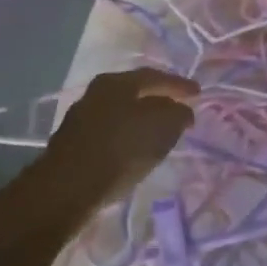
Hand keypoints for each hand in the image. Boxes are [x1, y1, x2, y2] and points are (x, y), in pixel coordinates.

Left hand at [44, 67, 198, 208]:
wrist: (67, 188)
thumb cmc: (120, 150)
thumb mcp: (162, 128)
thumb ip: (178, 114)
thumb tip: (182, 110)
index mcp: (117, 82)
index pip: (156, 77)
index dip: (180, 85)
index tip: (198, 93)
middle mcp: (96, 92)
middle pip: (135, 92)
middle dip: (158, 100)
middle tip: (178, 108)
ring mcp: (81, 117)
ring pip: (121, 112)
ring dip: (141, 119)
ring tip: (159, 131)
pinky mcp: (73, 143)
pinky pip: (110, 132)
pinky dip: (126, 136)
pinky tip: (135, 148)